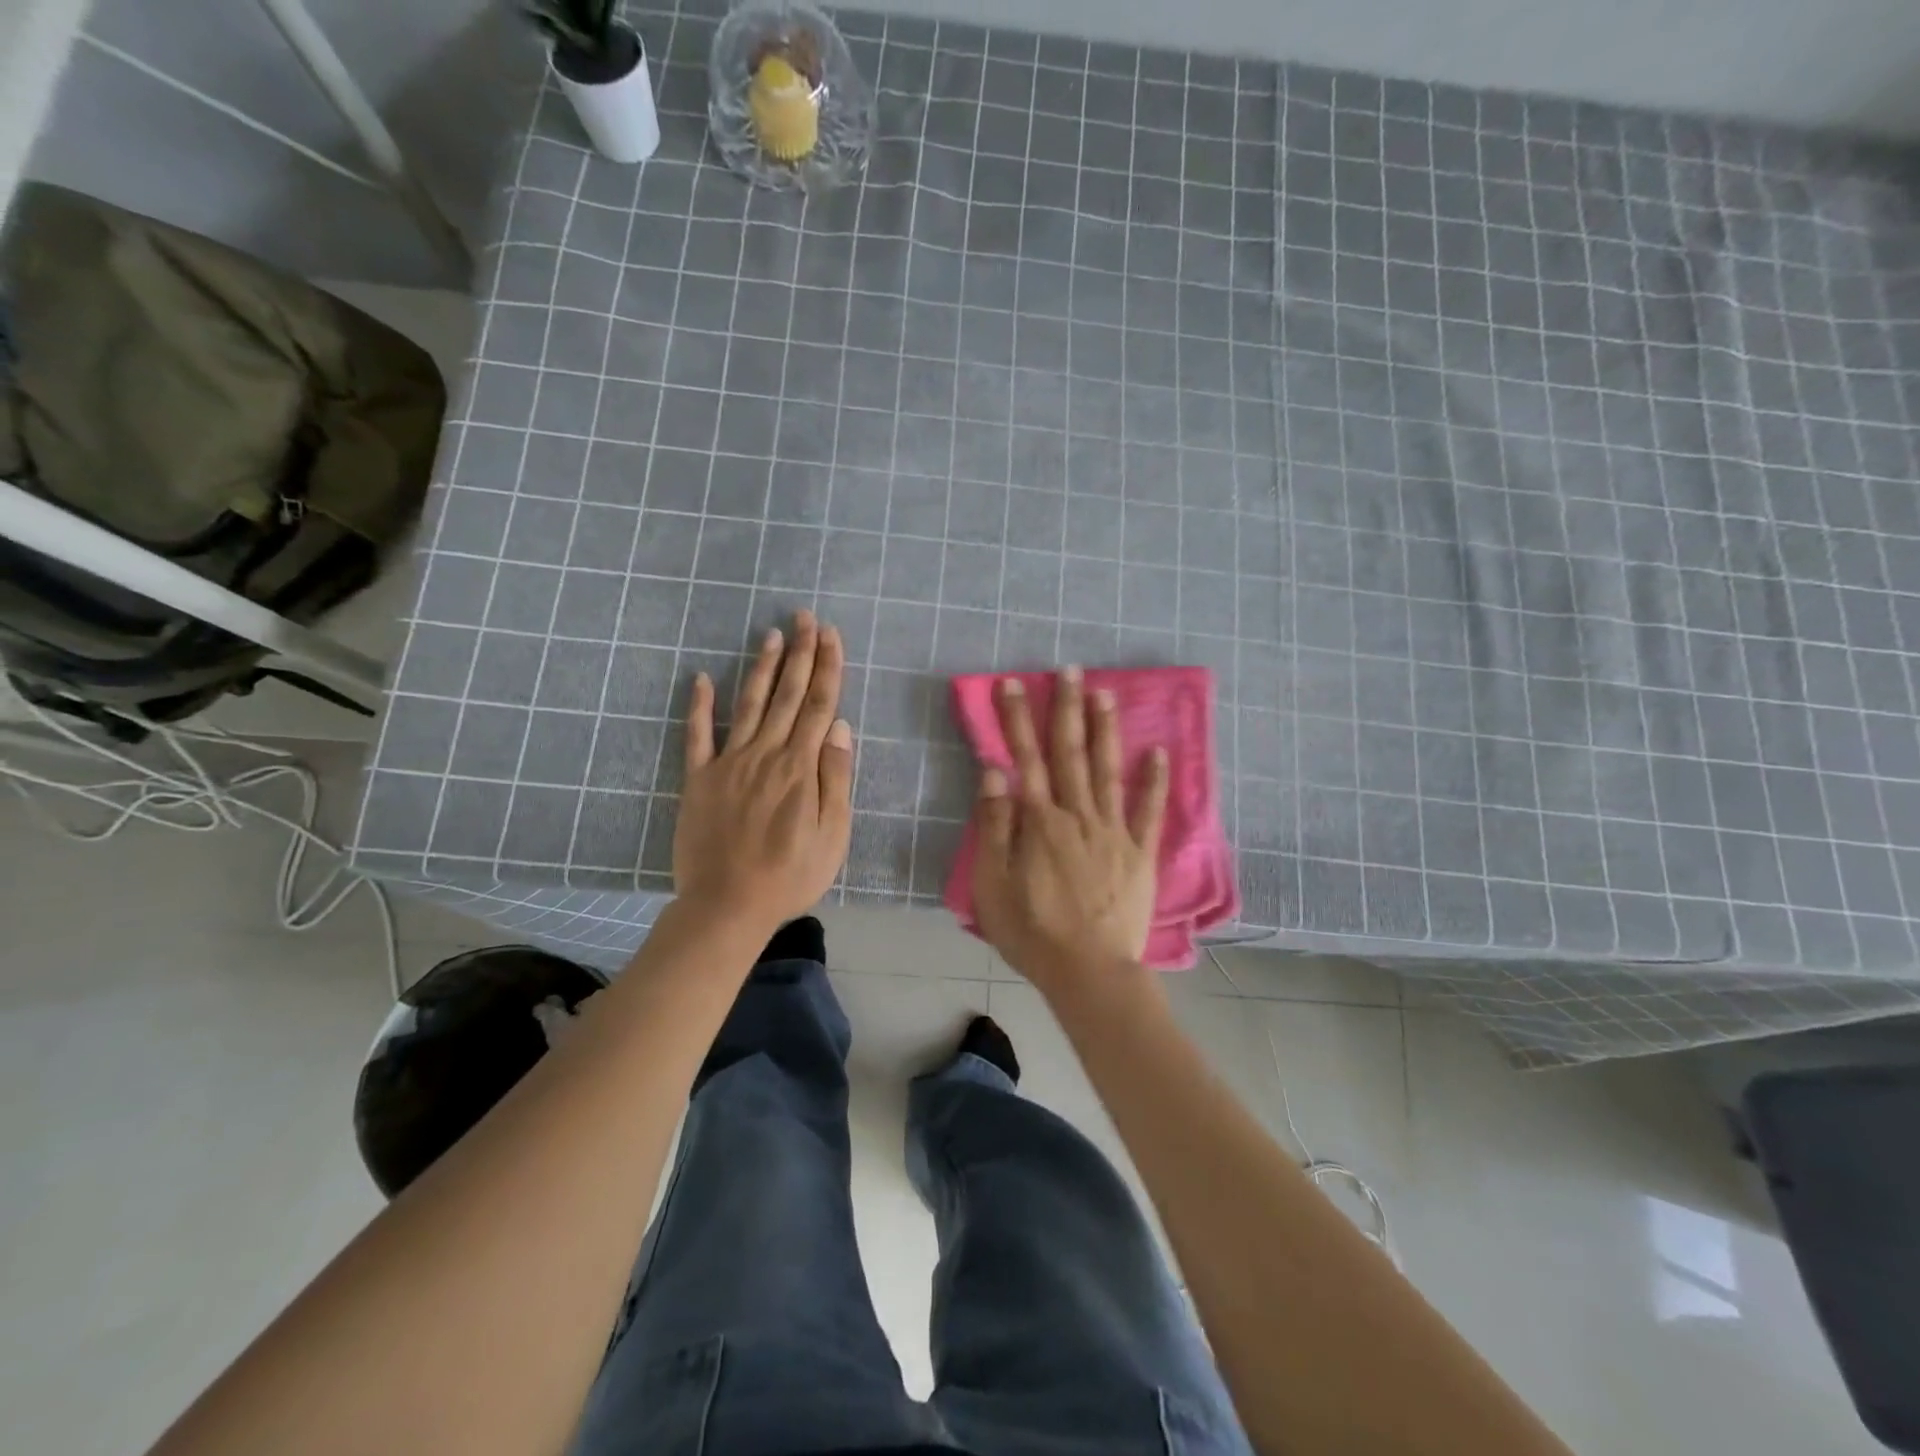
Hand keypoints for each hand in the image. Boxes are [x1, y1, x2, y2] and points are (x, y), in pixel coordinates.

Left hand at [673, 610, 853, 931]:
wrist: (727, 905)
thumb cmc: (790, 876)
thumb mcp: (832, 835)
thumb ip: (836, 778)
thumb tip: (839, 728)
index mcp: (801, 767)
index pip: (818, 705)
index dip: (827, 667)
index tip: (831, 635)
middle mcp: (766, 754)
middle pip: (787, 695)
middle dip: (800, 653)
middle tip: (805, 616)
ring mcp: (728, 763)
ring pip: (749, 704)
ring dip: (761, 667)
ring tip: (771, 634)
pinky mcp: (698, 779)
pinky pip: (697, 735)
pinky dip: (698, 705)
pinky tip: (701, 678)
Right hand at [968, 668, 1168, 995]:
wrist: (1089, 971)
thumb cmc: (1032, 931)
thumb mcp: (993, 884)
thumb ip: (995, 825)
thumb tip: (995, 771)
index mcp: (1039, 821)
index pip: (1025, 757)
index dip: (1017, 718)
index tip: (1014, 683)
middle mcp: (1077, 814)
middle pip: (1070, 752)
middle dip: (1066, 708)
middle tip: (1070, 669)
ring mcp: (1113, 831)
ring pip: (1108, 770)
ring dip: (1105, 730)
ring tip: (1105, 693)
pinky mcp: (1139, 852)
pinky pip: (1149, 811)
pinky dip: (1154, 780)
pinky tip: (1158, 752)